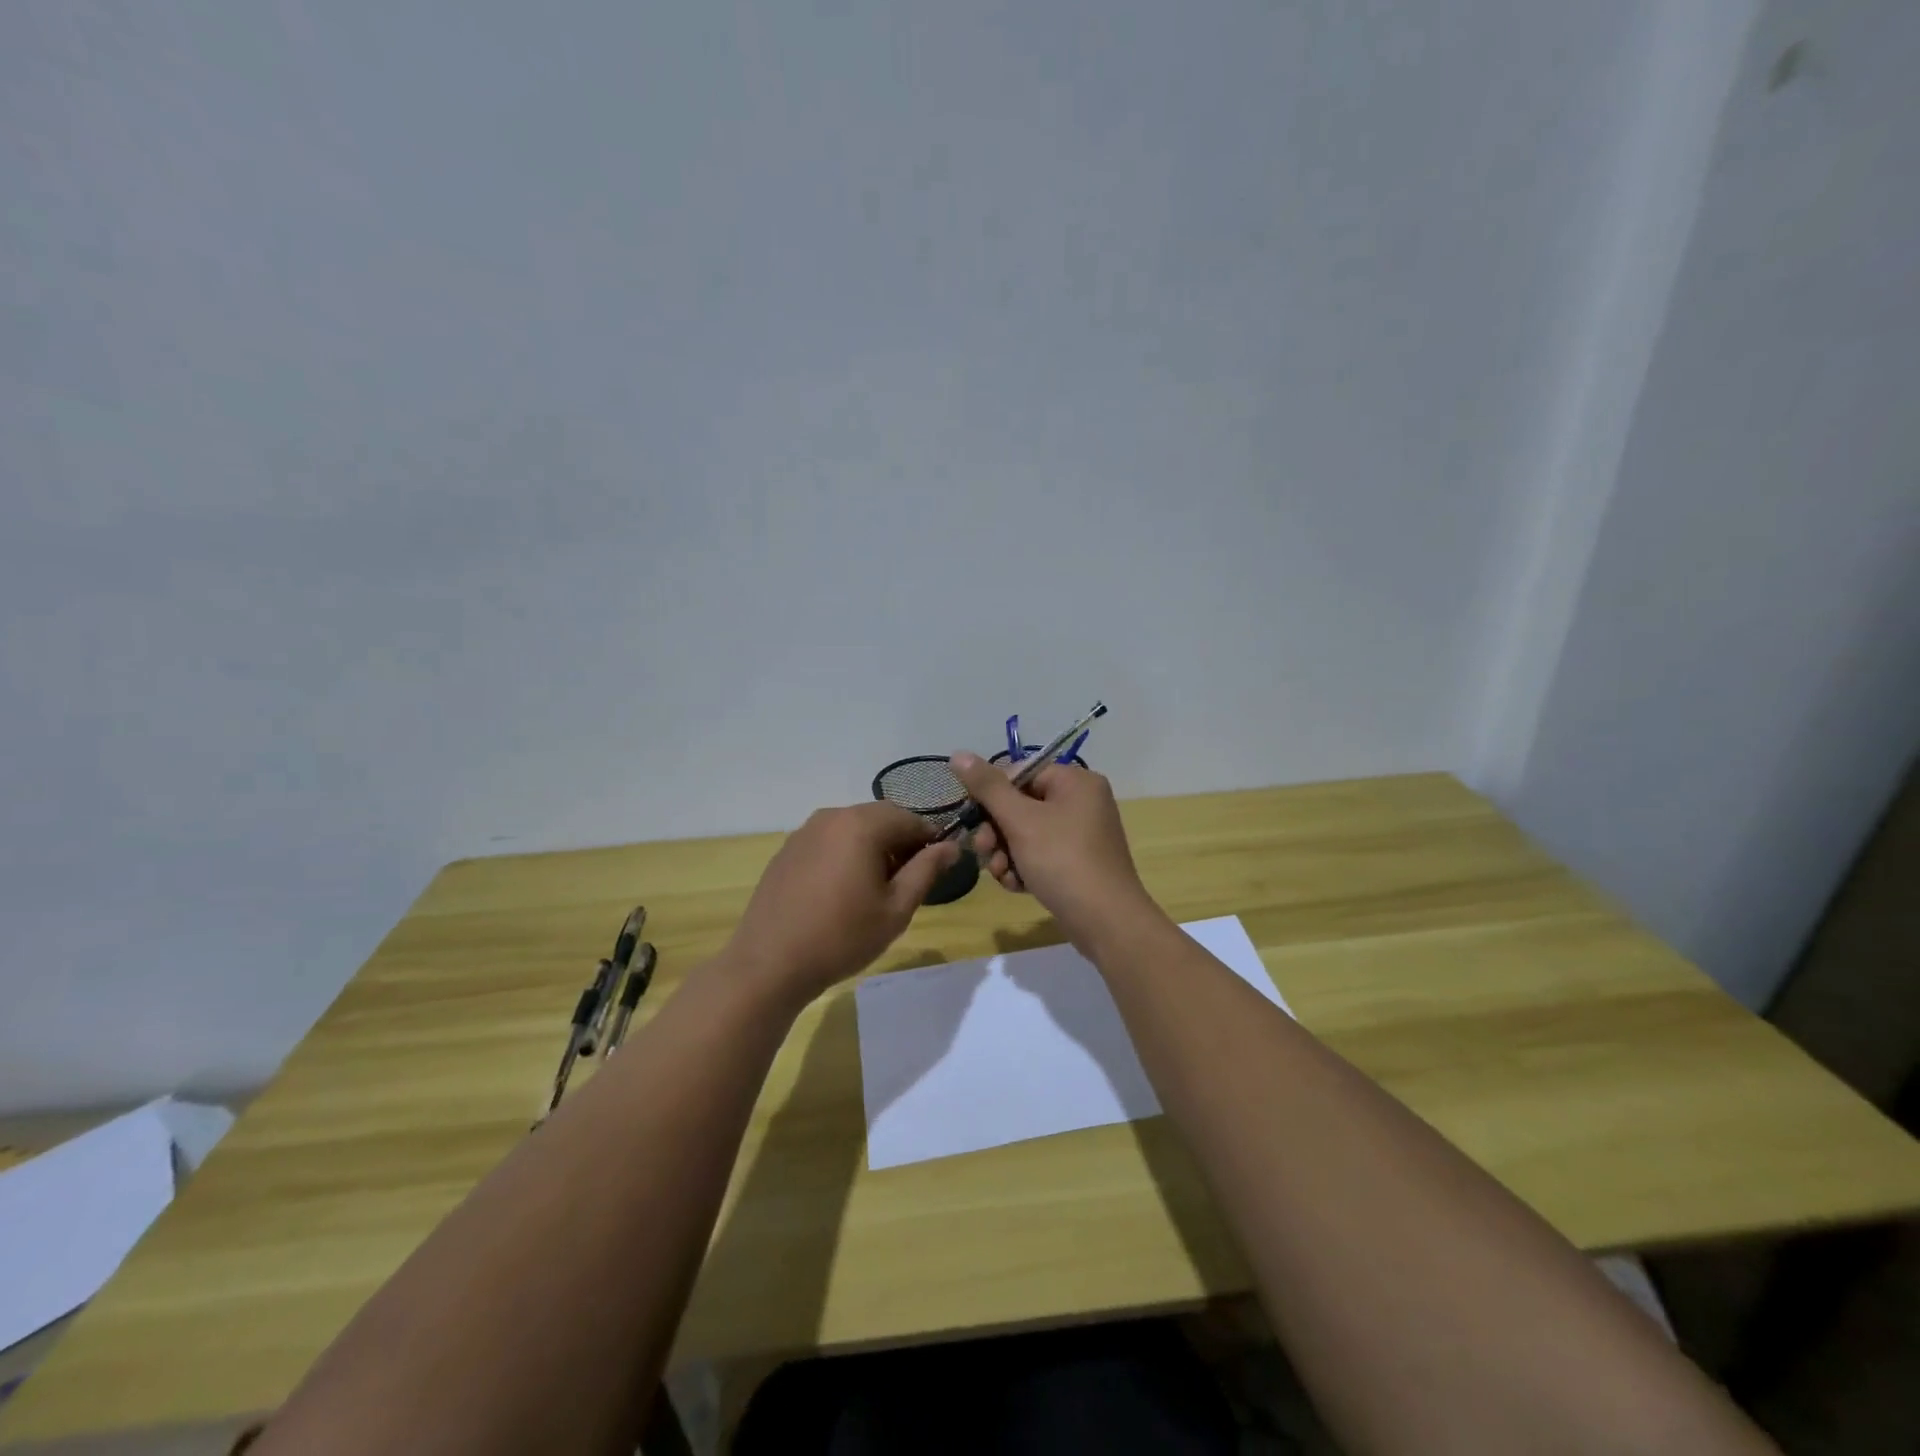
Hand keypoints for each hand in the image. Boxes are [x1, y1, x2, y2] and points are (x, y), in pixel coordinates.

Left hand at [723, 802, 959, 1006]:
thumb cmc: (842, 937)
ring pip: (853, 828)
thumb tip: (950, 846)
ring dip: (873, 847)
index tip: (936, 869)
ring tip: (875, 889)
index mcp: (862, 824)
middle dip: (900, 842)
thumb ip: (926, 870)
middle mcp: (832, 816)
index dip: (930, 840)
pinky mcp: (787, 849)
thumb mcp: (896, 909)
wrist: (769, 963)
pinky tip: (842, 891)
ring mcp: (805, 831)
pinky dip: (845, 854)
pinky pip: (829, 840)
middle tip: (908, 881)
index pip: (910, 819)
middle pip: (881, 818)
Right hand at [949, 753, 1154, 947]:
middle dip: (996, 831)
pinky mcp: (1079, 863)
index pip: (1020, 772)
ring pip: (1027, 833)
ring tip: (1001, 875)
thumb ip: (988, 787)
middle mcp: (1082, 802)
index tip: (973, 819)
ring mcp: (1082, 834)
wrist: (1106, 921)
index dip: (991, 795)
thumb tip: (959, 754)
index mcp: (1075, 781)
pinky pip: (1042, 855)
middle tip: (983, 852)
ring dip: (1006, 853)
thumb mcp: (1020, 821)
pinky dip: (1025, 867)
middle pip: (1021, 805)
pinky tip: (1016, 886)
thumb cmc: (1062, 861)